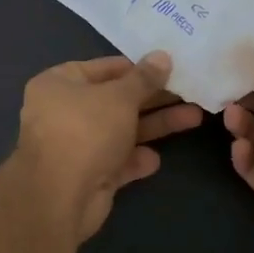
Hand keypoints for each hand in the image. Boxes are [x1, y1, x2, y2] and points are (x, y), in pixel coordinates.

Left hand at [14, 53, 201, 239]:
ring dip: (154, 126)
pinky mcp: (87, 176)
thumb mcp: (120, 97)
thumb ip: (144, 78)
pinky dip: (135, 159)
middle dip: (153, 98)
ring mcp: (75, 146)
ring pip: (120, 131)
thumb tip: (162, 56)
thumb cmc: (86, 130)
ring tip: (194, 117)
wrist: (60, 196)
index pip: (103, 68)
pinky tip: (154, 159)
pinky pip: (116, 161)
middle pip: (115, 100)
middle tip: (189, 92)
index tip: (168, 66)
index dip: (136, 67)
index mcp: (59, 83)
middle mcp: (63, 112)